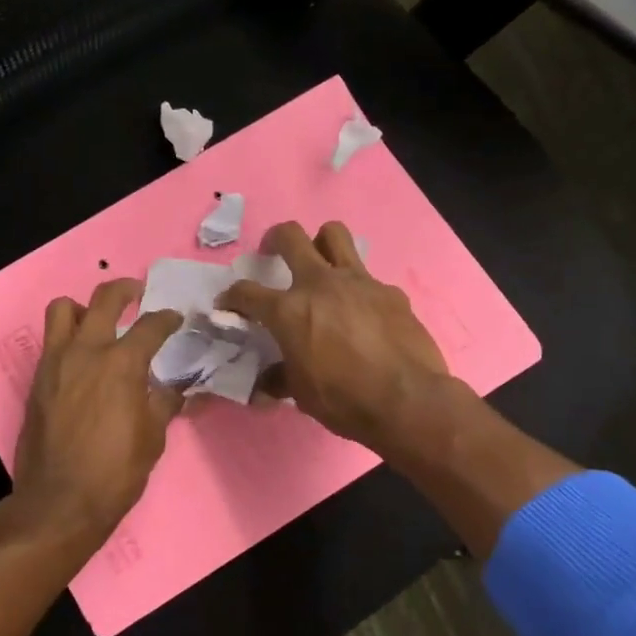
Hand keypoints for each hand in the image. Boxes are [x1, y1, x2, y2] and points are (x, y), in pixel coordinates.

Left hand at [12, 279, 185, 543]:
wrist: (59, 503)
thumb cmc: (115, 472)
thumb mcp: (153, 437)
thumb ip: (165, 402)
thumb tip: (178, 388)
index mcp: (122, 364)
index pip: (150, 325)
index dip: (168, 318)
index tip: (175, 318)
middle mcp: (86, 351)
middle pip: (104, 299)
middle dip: (125, 290)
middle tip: (137, 296)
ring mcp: (55, 363)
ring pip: (63, 309)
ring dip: (84, 308)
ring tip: (98, 323)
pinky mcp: (37, 379)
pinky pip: (51, 341)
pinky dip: (68, 338)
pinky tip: (83, 361)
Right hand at [219, 221, 453, 451]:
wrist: (408, 401)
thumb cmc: (345, 401)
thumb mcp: (301, 394)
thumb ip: (280, 378)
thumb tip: (266, 383)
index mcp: (289, 311)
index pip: (246, 292)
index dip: (231, 296)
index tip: (228, 303)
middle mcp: (320, 284)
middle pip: (290, 236)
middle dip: (274, 239)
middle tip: (273, 253)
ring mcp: (359, 282)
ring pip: (334, 234)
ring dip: (320, 242)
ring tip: (319, 262)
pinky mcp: (390, 292)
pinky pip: (368, 278)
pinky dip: (357, 289)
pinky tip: (363, 313)